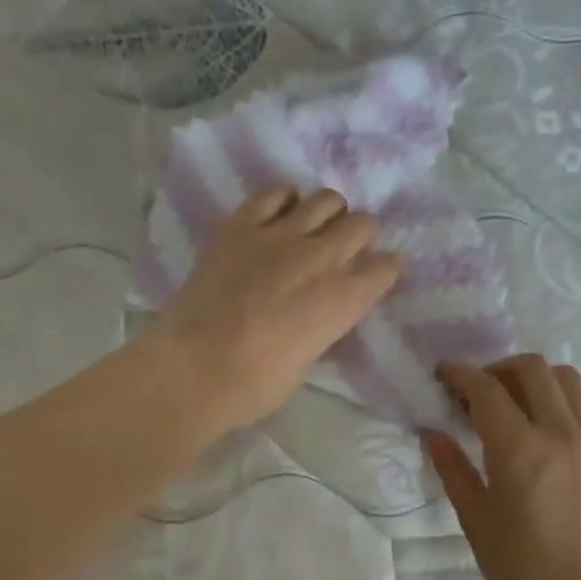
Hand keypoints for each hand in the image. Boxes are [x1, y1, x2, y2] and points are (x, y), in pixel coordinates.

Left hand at [157, 187, 401, 432]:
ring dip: (328, 213)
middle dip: (361, 235)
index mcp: (343, 301)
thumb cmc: (254, 385)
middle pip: (361, 225)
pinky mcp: (241, 225)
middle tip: (346, 248)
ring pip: (325, 200)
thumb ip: (321, 327)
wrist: (195, 367)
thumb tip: (319, 314)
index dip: (385, 269)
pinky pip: (273, 194)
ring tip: (315, 227)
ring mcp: (280, 235)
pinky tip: (279, 214)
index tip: (378, 273)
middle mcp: (322, 259)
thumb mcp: (306, 361)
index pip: (385, 268)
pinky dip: (284, 201)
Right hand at [424, 354, 580, 579]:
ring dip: (534, 378)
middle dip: (496, 370)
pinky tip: (547, 423)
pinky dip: (564, 399)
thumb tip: (432, 433)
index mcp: (518, 448)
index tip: (442, 375)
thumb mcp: (475, 518)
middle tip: (475, 393)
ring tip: (514, 402)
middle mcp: (559, 431)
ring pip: (566, 379)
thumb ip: (452, 468)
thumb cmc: (519, 566)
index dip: (459, 374)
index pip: (486, 389)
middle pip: (531, 369)